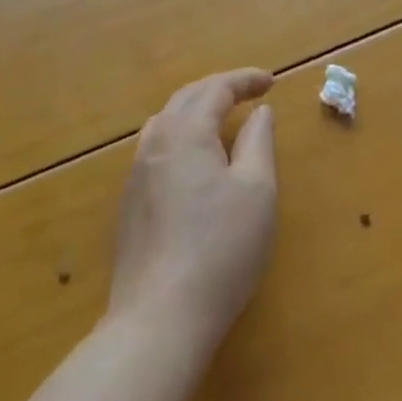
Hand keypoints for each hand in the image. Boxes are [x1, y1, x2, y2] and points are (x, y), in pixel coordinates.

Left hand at [108, 69, 277, 350]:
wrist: (158, 320)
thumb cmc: (220, 249)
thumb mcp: (256, 190)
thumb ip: (258, 141)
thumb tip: (259, 112)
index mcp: (186, 132)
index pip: (216, 89)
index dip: (245, 80)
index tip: (271, 82)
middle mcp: (155, 143)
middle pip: (186, 98)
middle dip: (219, 89)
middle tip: (249, 92)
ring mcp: (136, 174)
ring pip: (166, 122)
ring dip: (196, 110)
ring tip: (221, 118)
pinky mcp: (129, 204)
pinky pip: (156, 148)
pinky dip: (181, 135)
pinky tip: (193, 158)